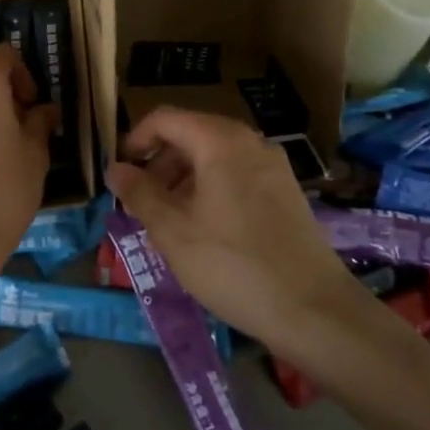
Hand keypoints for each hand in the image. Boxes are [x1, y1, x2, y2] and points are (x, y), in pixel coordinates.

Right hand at [106, 108, 373, 354]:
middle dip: (159, 163)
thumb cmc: (233, 265)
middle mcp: (249, 142)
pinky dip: (211, 189)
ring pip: (214, 156)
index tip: (120, 173)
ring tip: (168, 221)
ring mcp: (272, 166)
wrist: (315, 311)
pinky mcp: (286, 192)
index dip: (135, 140)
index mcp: (219, 141)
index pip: (165, 119)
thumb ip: (139, 193)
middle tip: (141, 203)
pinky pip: (237, 175)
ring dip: (183, 179)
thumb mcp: (173, 231)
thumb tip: (114, 168)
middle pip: (191, 135)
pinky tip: (204, 230)